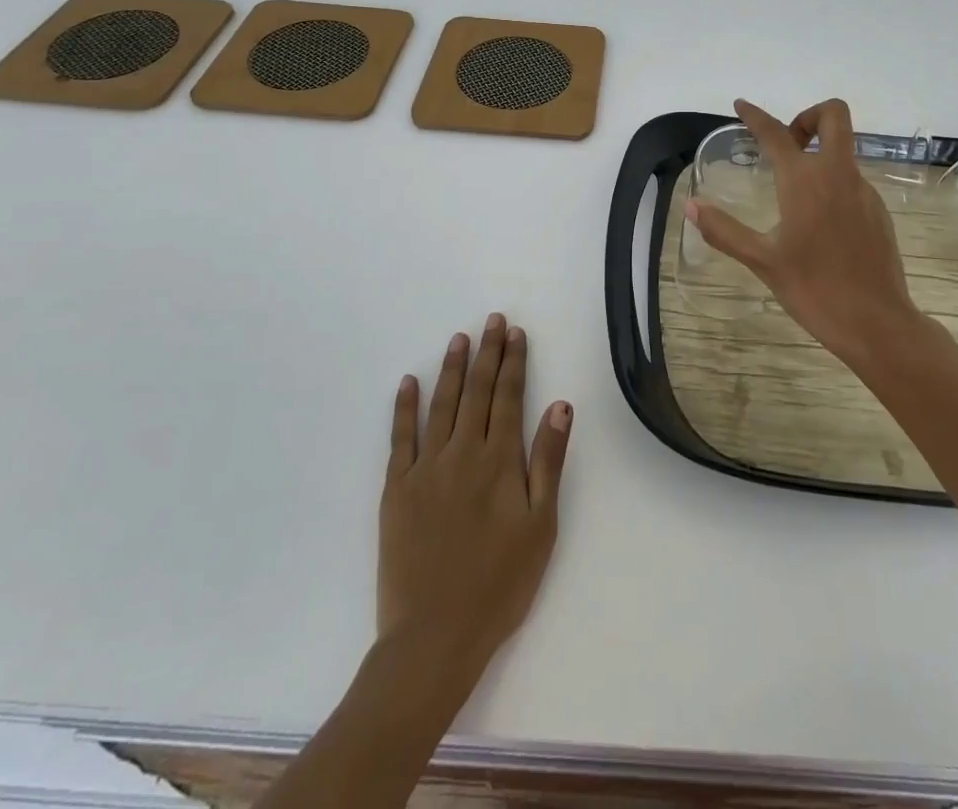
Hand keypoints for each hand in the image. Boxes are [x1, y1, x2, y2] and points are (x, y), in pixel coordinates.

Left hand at [378, 314, 572, 686]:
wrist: (434, 637)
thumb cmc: (499, 585)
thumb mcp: (541, 526)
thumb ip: (548, 461)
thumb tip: (560, 404)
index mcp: (499, 461)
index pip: (508, 396)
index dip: (513, 362)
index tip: (515, 333)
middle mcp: (463, 452)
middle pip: (476, 391)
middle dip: (486, 353)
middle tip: (492, 320)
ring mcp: (426, 468)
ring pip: (441, 404)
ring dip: (451, 368)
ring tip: (458, 338)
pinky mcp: (396, 489)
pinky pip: (400, 437)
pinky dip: (404, 407)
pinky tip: (408, 383)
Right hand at [684, 98, 924, 367]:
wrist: (876, 323)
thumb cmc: (814, 289)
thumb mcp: (762, 261)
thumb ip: (724, 230)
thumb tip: (692, 206)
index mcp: (805, 181)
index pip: (776, 134)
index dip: (755, 116)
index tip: (741, 105)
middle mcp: (838, 175)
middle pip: (834, 116)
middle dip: (808, 117)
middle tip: (785, 145)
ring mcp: (864, 191)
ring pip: (843, 151)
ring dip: (819, 154)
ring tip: (792, 194)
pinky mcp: (878, 211)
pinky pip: (852, 180)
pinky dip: (832, 183)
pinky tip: (818, 223)